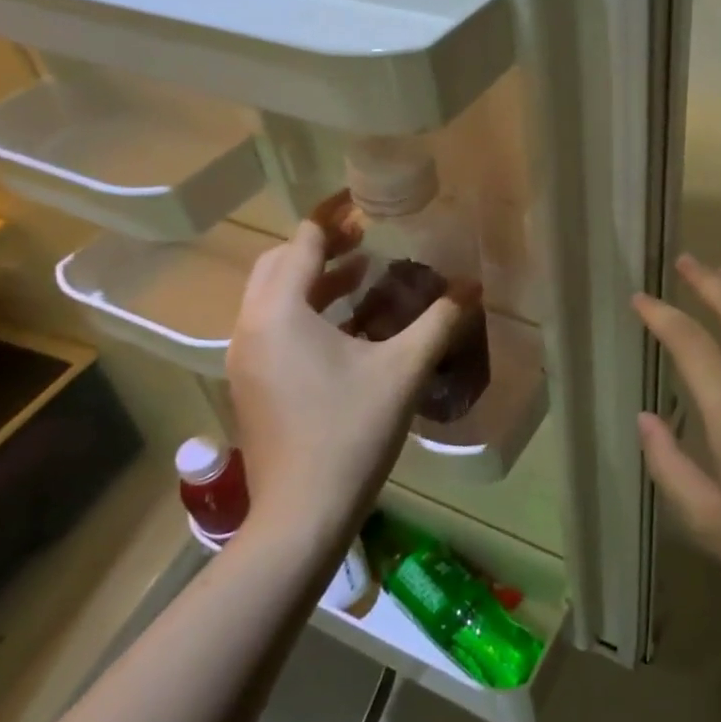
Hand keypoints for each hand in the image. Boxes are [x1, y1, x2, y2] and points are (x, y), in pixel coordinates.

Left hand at [227, 191, 468, 548]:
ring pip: (275, 298)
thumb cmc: (350, 433)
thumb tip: (474, 286)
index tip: (366, 205)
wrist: (300, 516)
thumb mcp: (402, 370)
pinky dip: (308, 312)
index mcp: (279, 313)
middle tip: (368, 238)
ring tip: (366, 274)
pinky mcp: (253, 384)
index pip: (302, 243)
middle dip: (322, 246)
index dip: (334, 218)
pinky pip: (275, 328)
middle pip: (279, 265)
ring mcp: (246, 359)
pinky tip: (351, 326)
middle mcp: (252, 327)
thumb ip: (440, 321)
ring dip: (316, 280)